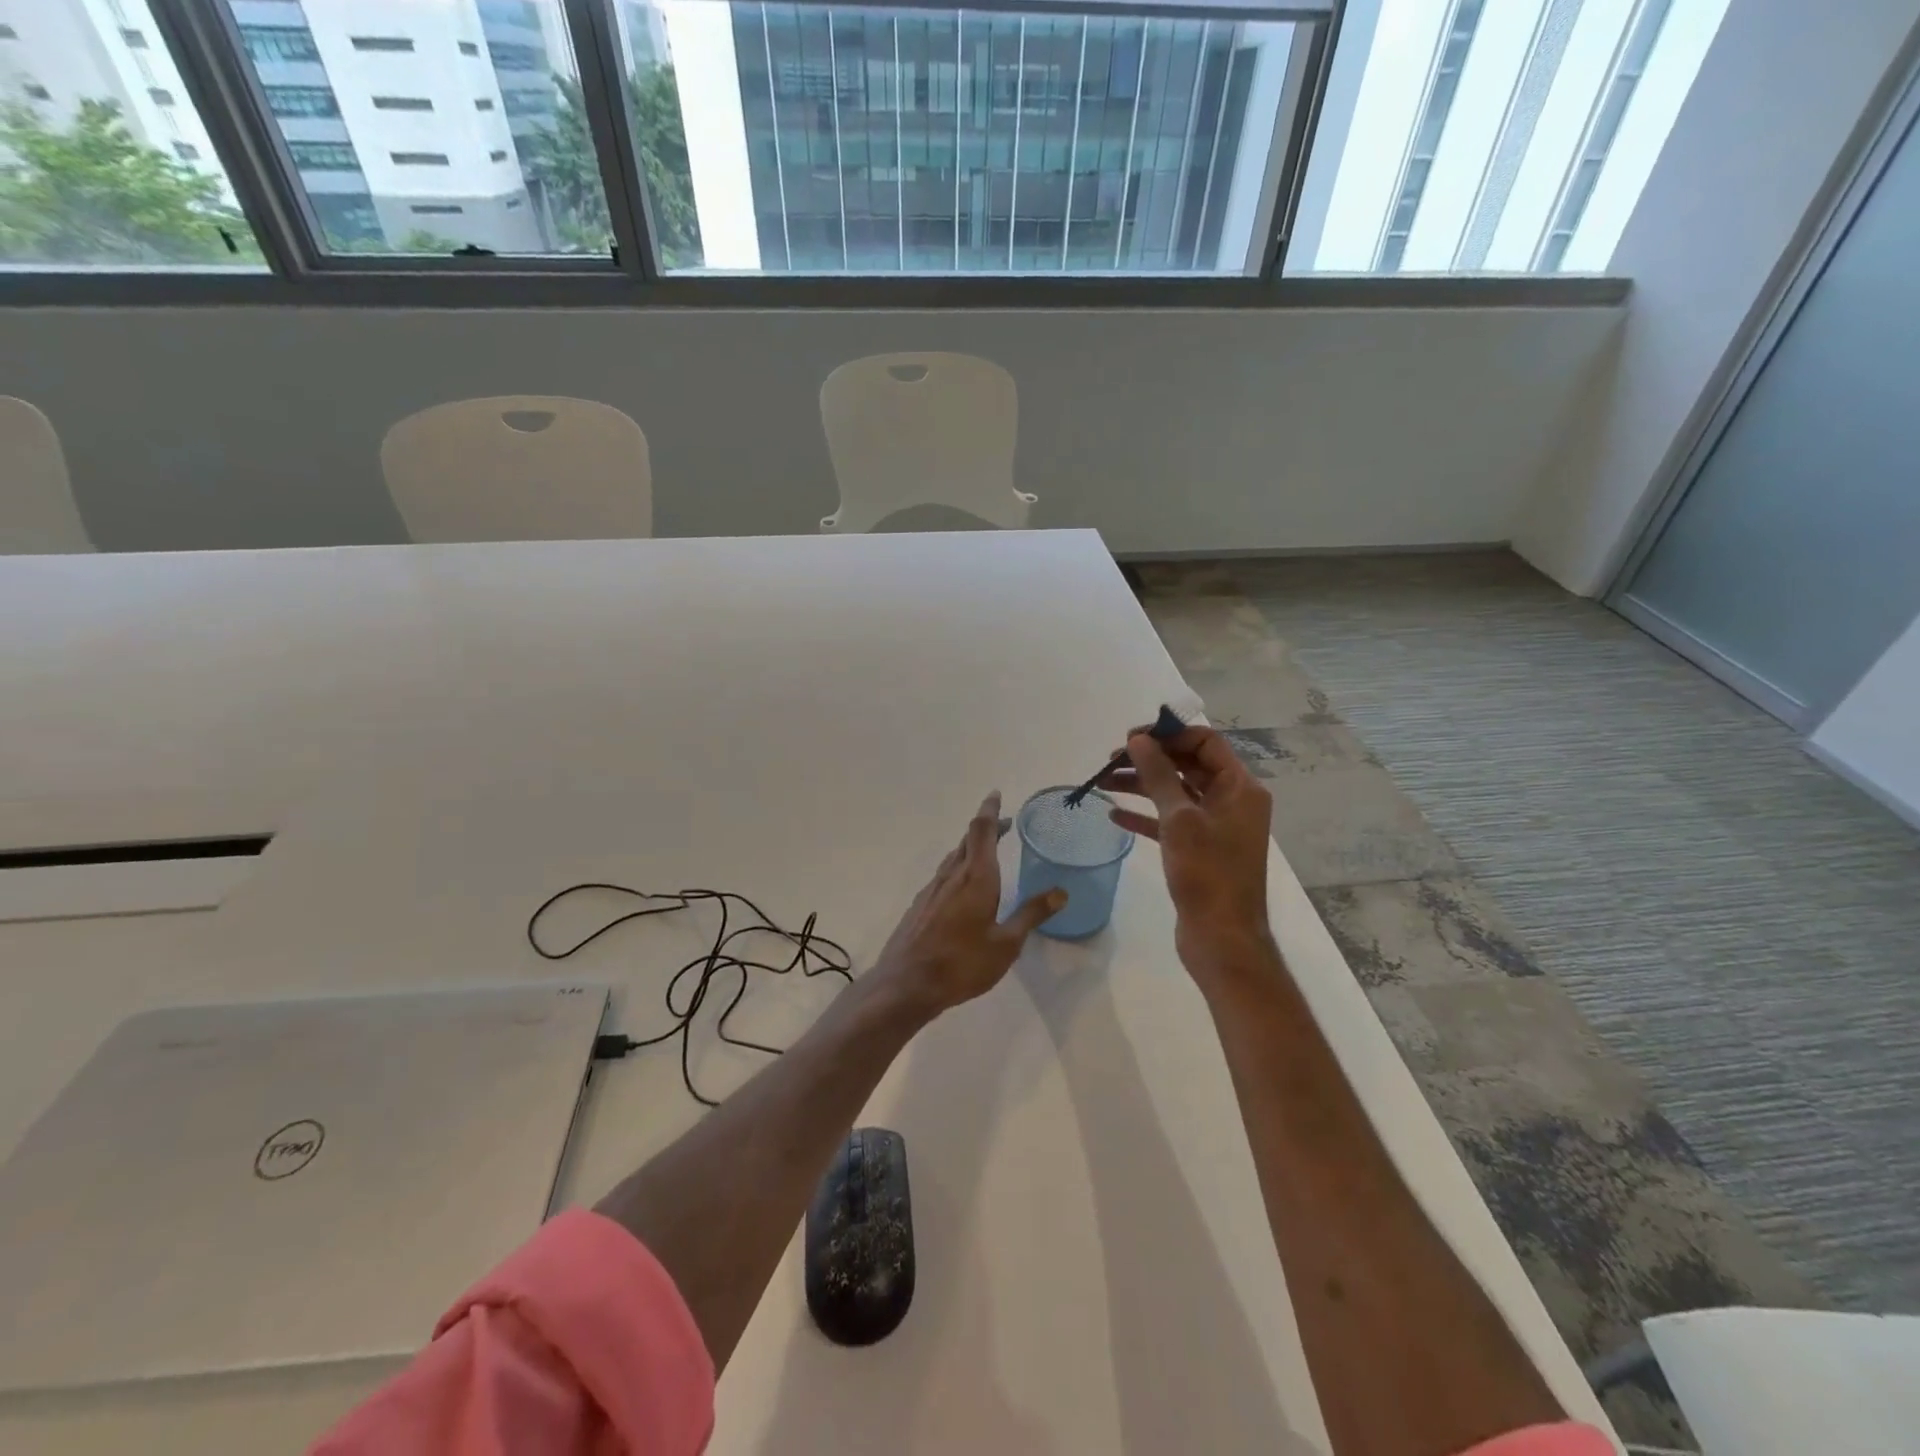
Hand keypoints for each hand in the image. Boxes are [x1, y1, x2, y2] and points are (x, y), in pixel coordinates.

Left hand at [872, 792, 1064, 1014]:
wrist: (906, 984)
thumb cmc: (962, 963)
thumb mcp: (1006, 943)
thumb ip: (1031, 914)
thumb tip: (1060, 892)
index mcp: (976, 878)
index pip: (983, 831)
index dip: (991, 811)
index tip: (996, 795)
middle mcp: (952, 876)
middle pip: (968, 840)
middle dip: (987, 829)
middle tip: (1005, 825)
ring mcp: (932, 890)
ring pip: (954, 858)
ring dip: (971, 849)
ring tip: (988, 853)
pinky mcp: (920, 906)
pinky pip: (943, 877)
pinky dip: (959, 870)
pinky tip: (963, 889)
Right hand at [1098, 725, 1277, 986]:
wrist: (1222, 939)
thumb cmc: (1207, 874)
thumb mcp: (1179, 819)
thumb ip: (1158, 774)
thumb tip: (1139, 740)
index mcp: (1240, 787)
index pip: (1205, 742)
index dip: (1168, 734)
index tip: (1130, 738)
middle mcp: (1233, 801)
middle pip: (1188, 765)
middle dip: (1149, 759)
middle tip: (1110, 761)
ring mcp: (1217, 827)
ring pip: (1176, 793)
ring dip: (1141, 786)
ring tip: (1102, 784)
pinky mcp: (1200, 851)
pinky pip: (1170, 823)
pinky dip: (1145, 817)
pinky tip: (1114, 817)